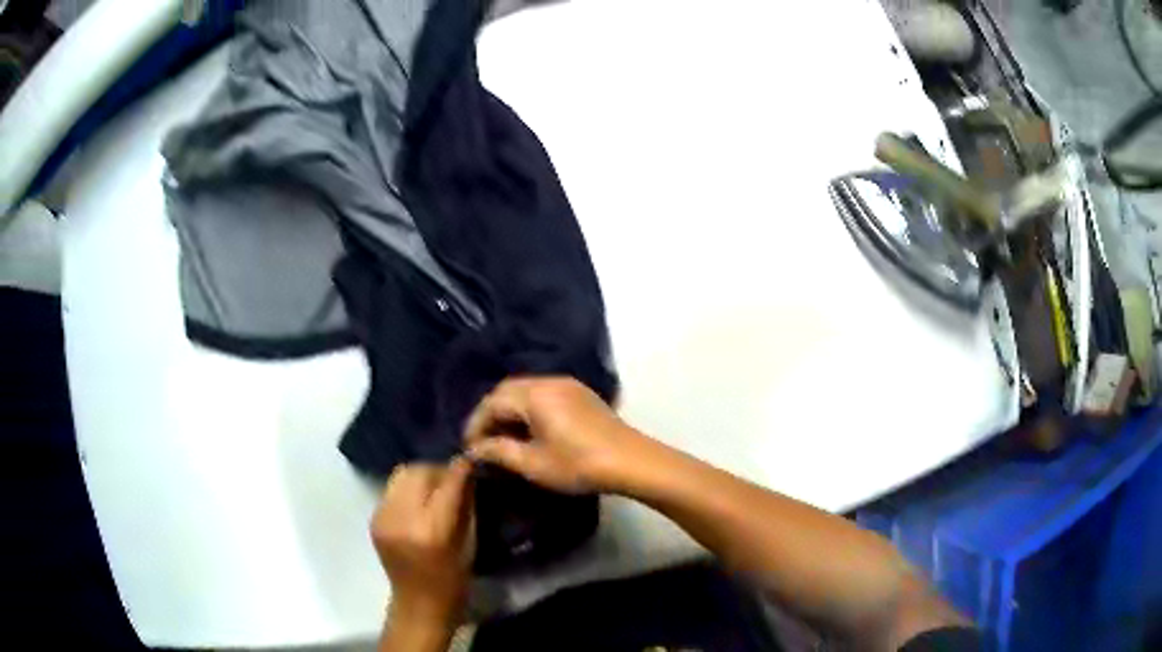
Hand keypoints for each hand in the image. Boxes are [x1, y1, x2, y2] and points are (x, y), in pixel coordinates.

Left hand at [371, 459, 474, 630]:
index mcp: (432, 530)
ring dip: (421, 475)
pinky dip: (408, 489)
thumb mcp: (470, 543)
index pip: (447, 483)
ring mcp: (383, 518)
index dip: (461, 468)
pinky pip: (392, 489)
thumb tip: (467, 473)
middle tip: (452, 478)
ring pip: (402, 474)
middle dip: (438, 469)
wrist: (418, 603)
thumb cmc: (454, 579)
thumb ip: (466, 505)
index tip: (472, 459)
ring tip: (433, 488)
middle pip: (419, 471)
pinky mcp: (374, 519)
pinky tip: (418, 502)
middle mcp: (403, 519)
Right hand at [463, 377, 644, 493]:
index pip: (493, 402)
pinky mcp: (581, 394)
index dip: (476, 424)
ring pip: (526, 391)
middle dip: (491, 413)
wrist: (630, 461)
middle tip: (482, 440)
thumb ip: (499, 452)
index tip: (469, 447)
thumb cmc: (578, 464)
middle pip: (508, 390)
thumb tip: (475, 448)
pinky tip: (529, 430)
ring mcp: (568, 385)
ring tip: (502, 437)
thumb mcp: (533, 463)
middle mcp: (549, 381)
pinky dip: (528, 408)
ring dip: (510, 410)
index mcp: (534, 394)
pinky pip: (544, 394)